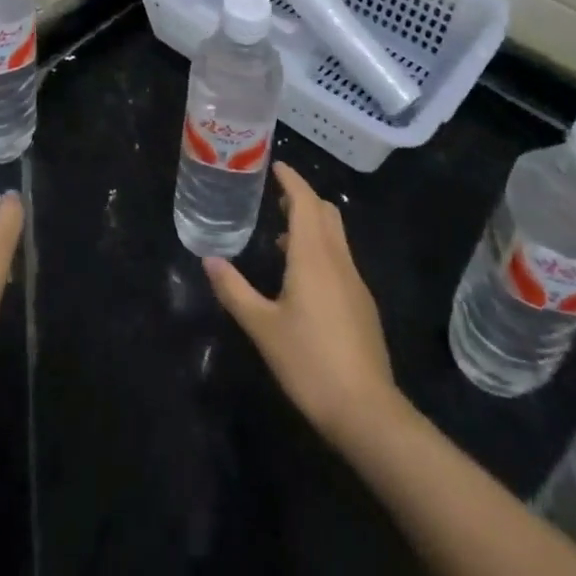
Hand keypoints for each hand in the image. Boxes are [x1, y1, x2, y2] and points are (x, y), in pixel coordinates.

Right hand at [204, 162, 398, 444]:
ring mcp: (354, 281)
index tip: (276, 166)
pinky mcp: (362, 303)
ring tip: (283, 236)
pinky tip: (303, 279)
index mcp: (313, 255)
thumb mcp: (263, 327)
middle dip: (303, 198)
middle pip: (325, 211)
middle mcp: (337, 258)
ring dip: (312, 224)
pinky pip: (340, 258)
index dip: (291, 180)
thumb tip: (209, 260)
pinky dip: (321, 249)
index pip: (305, 201)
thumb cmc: (309, 362)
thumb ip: (235, 291)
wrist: (366, 410)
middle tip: (277, 198)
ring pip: (335, 235)